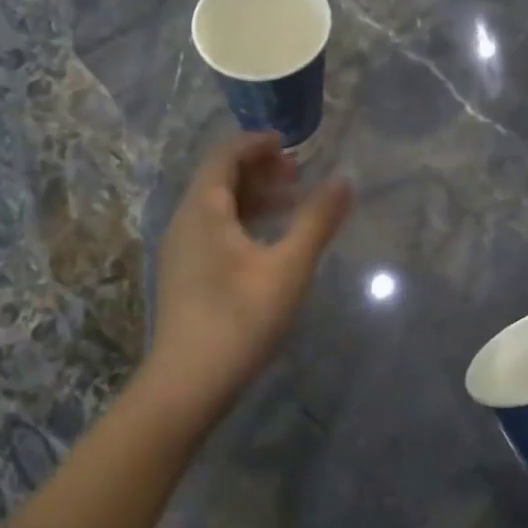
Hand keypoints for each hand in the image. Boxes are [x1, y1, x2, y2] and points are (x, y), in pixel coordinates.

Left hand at [143, 133, 352, 426]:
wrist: (188, 385)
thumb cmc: (240, 318)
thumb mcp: (289, 267)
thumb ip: (318, 220)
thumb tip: (345, 180)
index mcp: (203, 210)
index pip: (225, 156)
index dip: (257, 143)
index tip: (290, 143)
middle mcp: (185, 222)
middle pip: (219, 178)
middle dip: (259, 169)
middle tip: (298, 174)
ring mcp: (182, 250)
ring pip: (217, 206)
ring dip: (253, 196)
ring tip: (291, 203)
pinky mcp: (186, 275)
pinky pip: (214, 229)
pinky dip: (243, 221)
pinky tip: (269, 241)